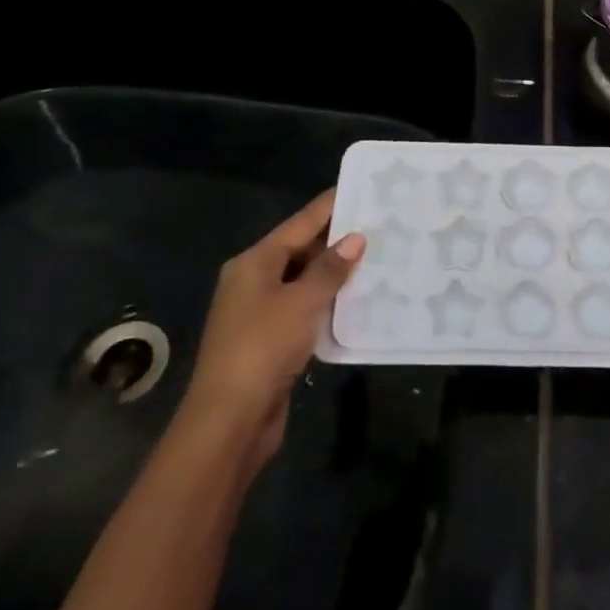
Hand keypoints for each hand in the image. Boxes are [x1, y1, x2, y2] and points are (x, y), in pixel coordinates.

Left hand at [179, 190, 364, 471]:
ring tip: (378, 257)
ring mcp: (260, 312)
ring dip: (336, 273)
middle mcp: (254, 281)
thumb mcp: (302, 301)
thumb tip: (356, 237)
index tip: (363, 188)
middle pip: (301, 249)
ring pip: (304, 281)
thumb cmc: (263, 347)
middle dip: (338, 239)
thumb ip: (330, 268)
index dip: (332, 205)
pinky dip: (328, 302)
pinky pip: (304, 309)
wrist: (229, 421)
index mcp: (255, 262)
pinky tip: (358, 300)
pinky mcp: (270, 341)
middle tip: (381, 224)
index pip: (300, 222)